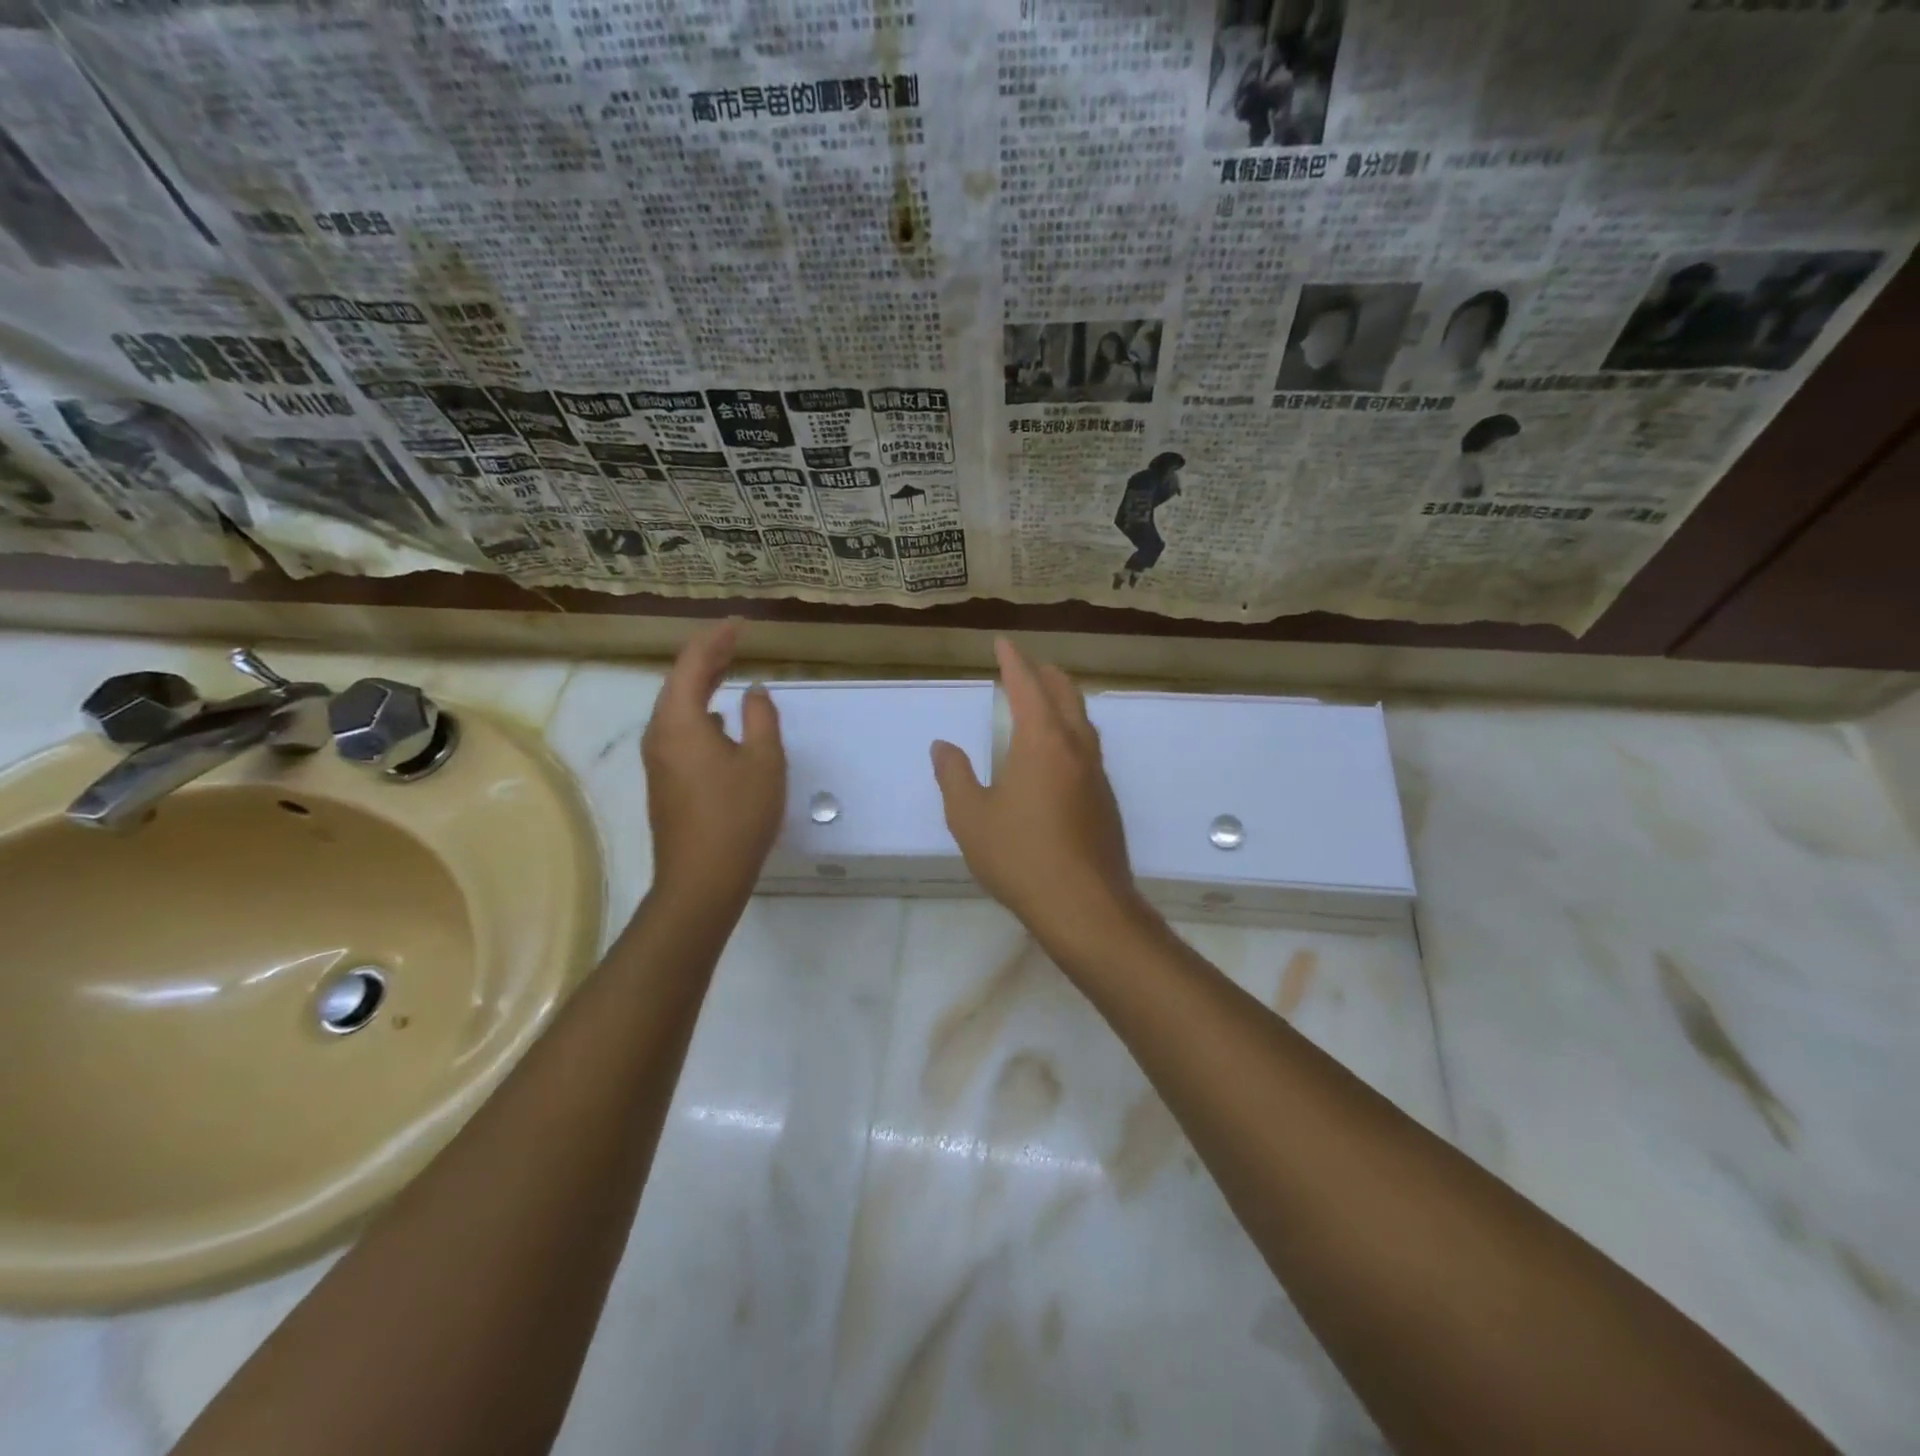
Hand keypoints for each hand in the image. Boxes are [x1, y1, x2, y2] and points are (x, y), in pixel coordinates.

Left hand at [641, 620, 784, 908]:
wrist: (701, 880)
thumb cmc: (737, 816)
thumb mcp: (764, 762)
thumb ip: (760, 717)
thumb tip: (753, 691)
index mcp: (680, 721)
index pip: (693, 664)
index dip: (716, 639)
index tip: (740, 623)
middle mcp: (660, 734)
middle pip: (678, 682)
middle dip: (707, 657)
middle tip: (734, 639)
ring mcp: (659, 760)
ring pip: (677, 708)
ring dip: (701, 684)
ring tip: (728, 669)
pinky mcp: (665, 781)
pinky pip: (679, 730)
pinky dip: (700, 711)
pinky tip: (719, 721)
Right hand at [931, 639, 1151, 952]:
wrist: (1085, 906)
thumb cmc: (1020, 856)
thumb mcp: (970, 817)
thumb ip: (954, 776)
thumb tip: (943, 746)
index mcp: (1042, 741)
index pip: (1027, 686)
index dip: (1013, 661)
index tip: (1003, 643)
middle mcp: (1076, 747)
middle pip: (1065, 694)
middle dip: (1045, 674)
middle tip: (1026, 665)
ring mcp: (1097, 774)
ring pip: (1083, 721)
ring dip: (1063, 701)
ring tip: (1044, 700)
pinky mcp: (1106, 800)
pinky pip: (1088, 748)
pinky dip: (1071, 731)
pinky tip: (1058, 754)